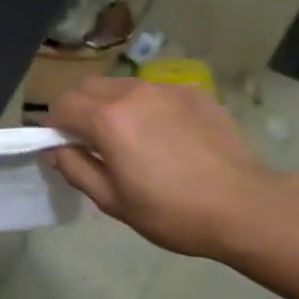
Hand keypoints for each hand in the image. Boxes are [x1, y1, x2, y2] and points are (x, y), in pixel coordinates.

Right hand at [47, 77, 273, 258]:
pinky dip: (147, 108)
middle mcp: (133, 92)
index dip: (54, 125)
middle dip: (79, 109)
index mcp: (108, 119)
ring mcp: (166, 89)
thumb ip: (76, 169)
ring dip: (112, 105)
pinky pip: (156, 92)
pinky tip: (166, 137)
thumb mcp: (113, 201)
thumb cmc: (172, 212)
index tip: (62, 146)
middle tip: (90, 142)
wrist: (244, 205)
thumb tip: (55, 149)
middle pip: (88, 87)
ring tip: (130, 139)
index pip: (63, 105)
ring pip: (122, 86)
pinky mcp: (194, 92)